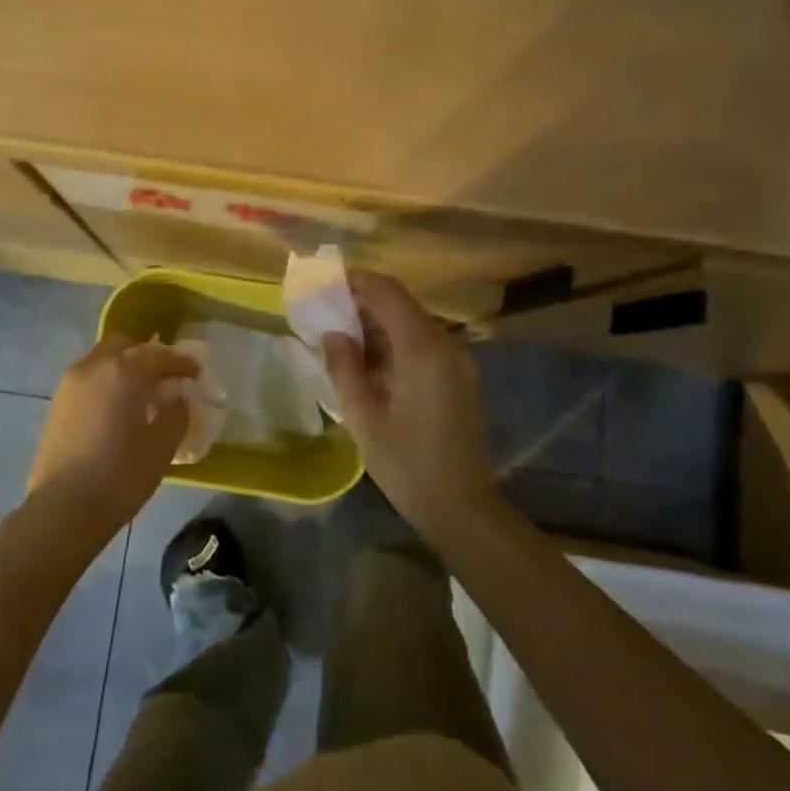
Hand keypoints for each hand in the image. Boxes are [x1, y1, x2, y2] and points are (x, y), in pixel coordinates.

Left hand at [26, 336, 197, 539]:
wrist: (62, 509)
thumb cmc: (119, 476)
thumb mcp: (161, 447)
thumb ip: (175, 414)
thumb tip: (176, 399)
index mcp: (122, 373)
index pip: (158, 355)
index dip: (181, 362)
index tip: (196, 373)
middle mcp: (93, 368)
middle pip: (123, 346)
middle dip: (146, 356)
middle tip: (164, 378)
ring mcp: (69, 385)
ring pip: (101, 361)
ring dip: (123, 369)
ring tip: (140, 395)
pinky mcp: (56, 406)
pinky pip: (87, 380)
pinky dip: (105, 384)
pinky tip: (116, 410)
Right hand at [322, 272, 497, 532]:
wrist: (463, 508)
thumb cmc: (408, 465)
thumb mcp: (364, 419)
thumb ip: (344, 369)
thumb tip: (333, 333)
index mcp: (422, 349)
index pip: (389, 292)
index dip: (357, 282)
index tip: (326, 287)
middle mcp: (446, 345)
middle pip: (403, 305)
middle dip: (364, 305)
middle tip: (328, 319)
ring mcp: (459, 362)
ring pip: (414, 325)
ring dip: (380, 327)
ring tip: (344, 346)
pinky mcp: (462, 378)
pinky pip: (426, 346)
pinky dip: (397, 345)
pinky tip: (373, 369)